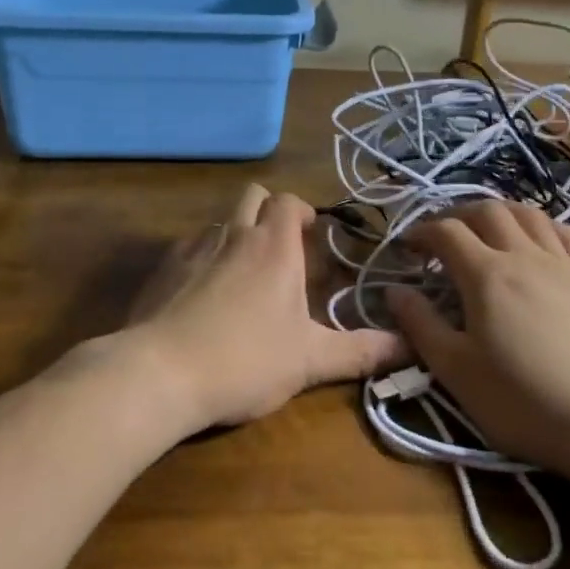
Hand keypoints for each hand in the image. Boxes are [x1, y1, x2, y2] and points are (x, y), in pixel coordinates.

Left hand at [122, 184, 406, 430]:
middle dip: (269, 210)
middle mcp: (233, 234)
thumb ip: (360, 351)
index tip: (312, 234)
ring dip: (236, 234)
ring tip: (243, 274)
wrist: (159, 373)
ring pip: (220, 221)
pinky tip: (202, 295)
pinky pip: (189, 247)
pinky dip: (202, 258)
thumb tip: (410, 346)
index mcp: (274, 247)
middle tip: (281, 247)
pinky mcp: (162, 268)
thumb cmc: (245, 360)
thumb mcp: (310, 361)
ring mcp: (193, 247)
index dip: (302, 211)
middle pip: (252, 194)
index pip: (289, 202)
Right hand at [386, 201, 569, 479]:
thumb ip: (420, 325)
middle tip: (442, 237)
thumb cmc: (522, 400)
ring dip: (498, 211)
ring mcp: (561, 262)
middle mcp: (523, 255)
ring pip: (527, 213)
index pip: (446, 231)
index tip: (406, 248)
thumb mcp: (456, 371)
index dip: (421, 232)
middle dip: (457, 214)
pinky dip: (540, 224)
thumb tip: (393, 290)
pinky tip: (534, 240)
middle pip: (487, 210)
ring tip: (485, 229)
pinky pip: (563, 232)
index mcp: (486, 274)